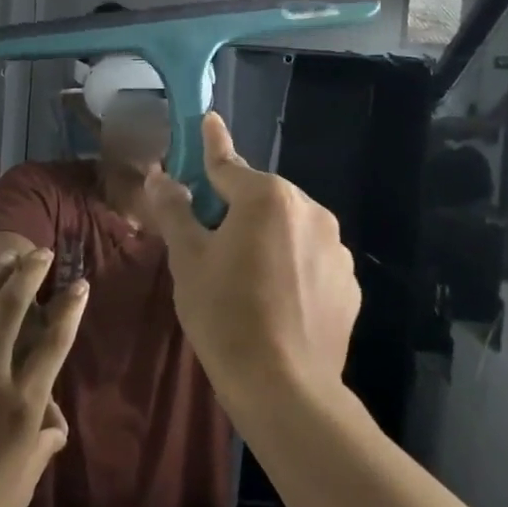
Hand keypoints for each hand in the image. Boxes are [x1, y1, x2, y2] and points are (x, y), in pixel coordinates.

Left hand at [0, 249, 86, 506]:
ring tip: (5, 256)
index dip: (68, 309)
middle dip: (28, 274)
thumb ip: (41, 444)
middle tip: (40, 252)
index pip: (52, 344)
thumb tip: (51, 421)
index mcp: (21, 405)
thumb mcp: (22, 483)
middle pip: (9, 310)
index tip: (79, 285)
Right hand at [143, 113, 360, 412]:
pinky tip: (277, 301)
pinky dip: (291, 266)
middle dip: (236, 208)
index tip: (209, 119)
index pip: (228, 164)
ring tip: (246, 280)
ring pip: (288, 229)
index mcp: (267, 198)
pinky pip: (310, 259)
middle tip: (210, 241)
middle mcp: (310, 210)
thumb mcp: (188, 260)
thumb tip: (159, 176)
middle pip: (261, 199)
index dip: (211, 144)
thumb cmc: (225, 314)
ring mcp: (335, 247)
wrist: (284, 386)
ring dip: (267, 238)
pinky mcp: (348, 282)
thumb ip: (175, 210)